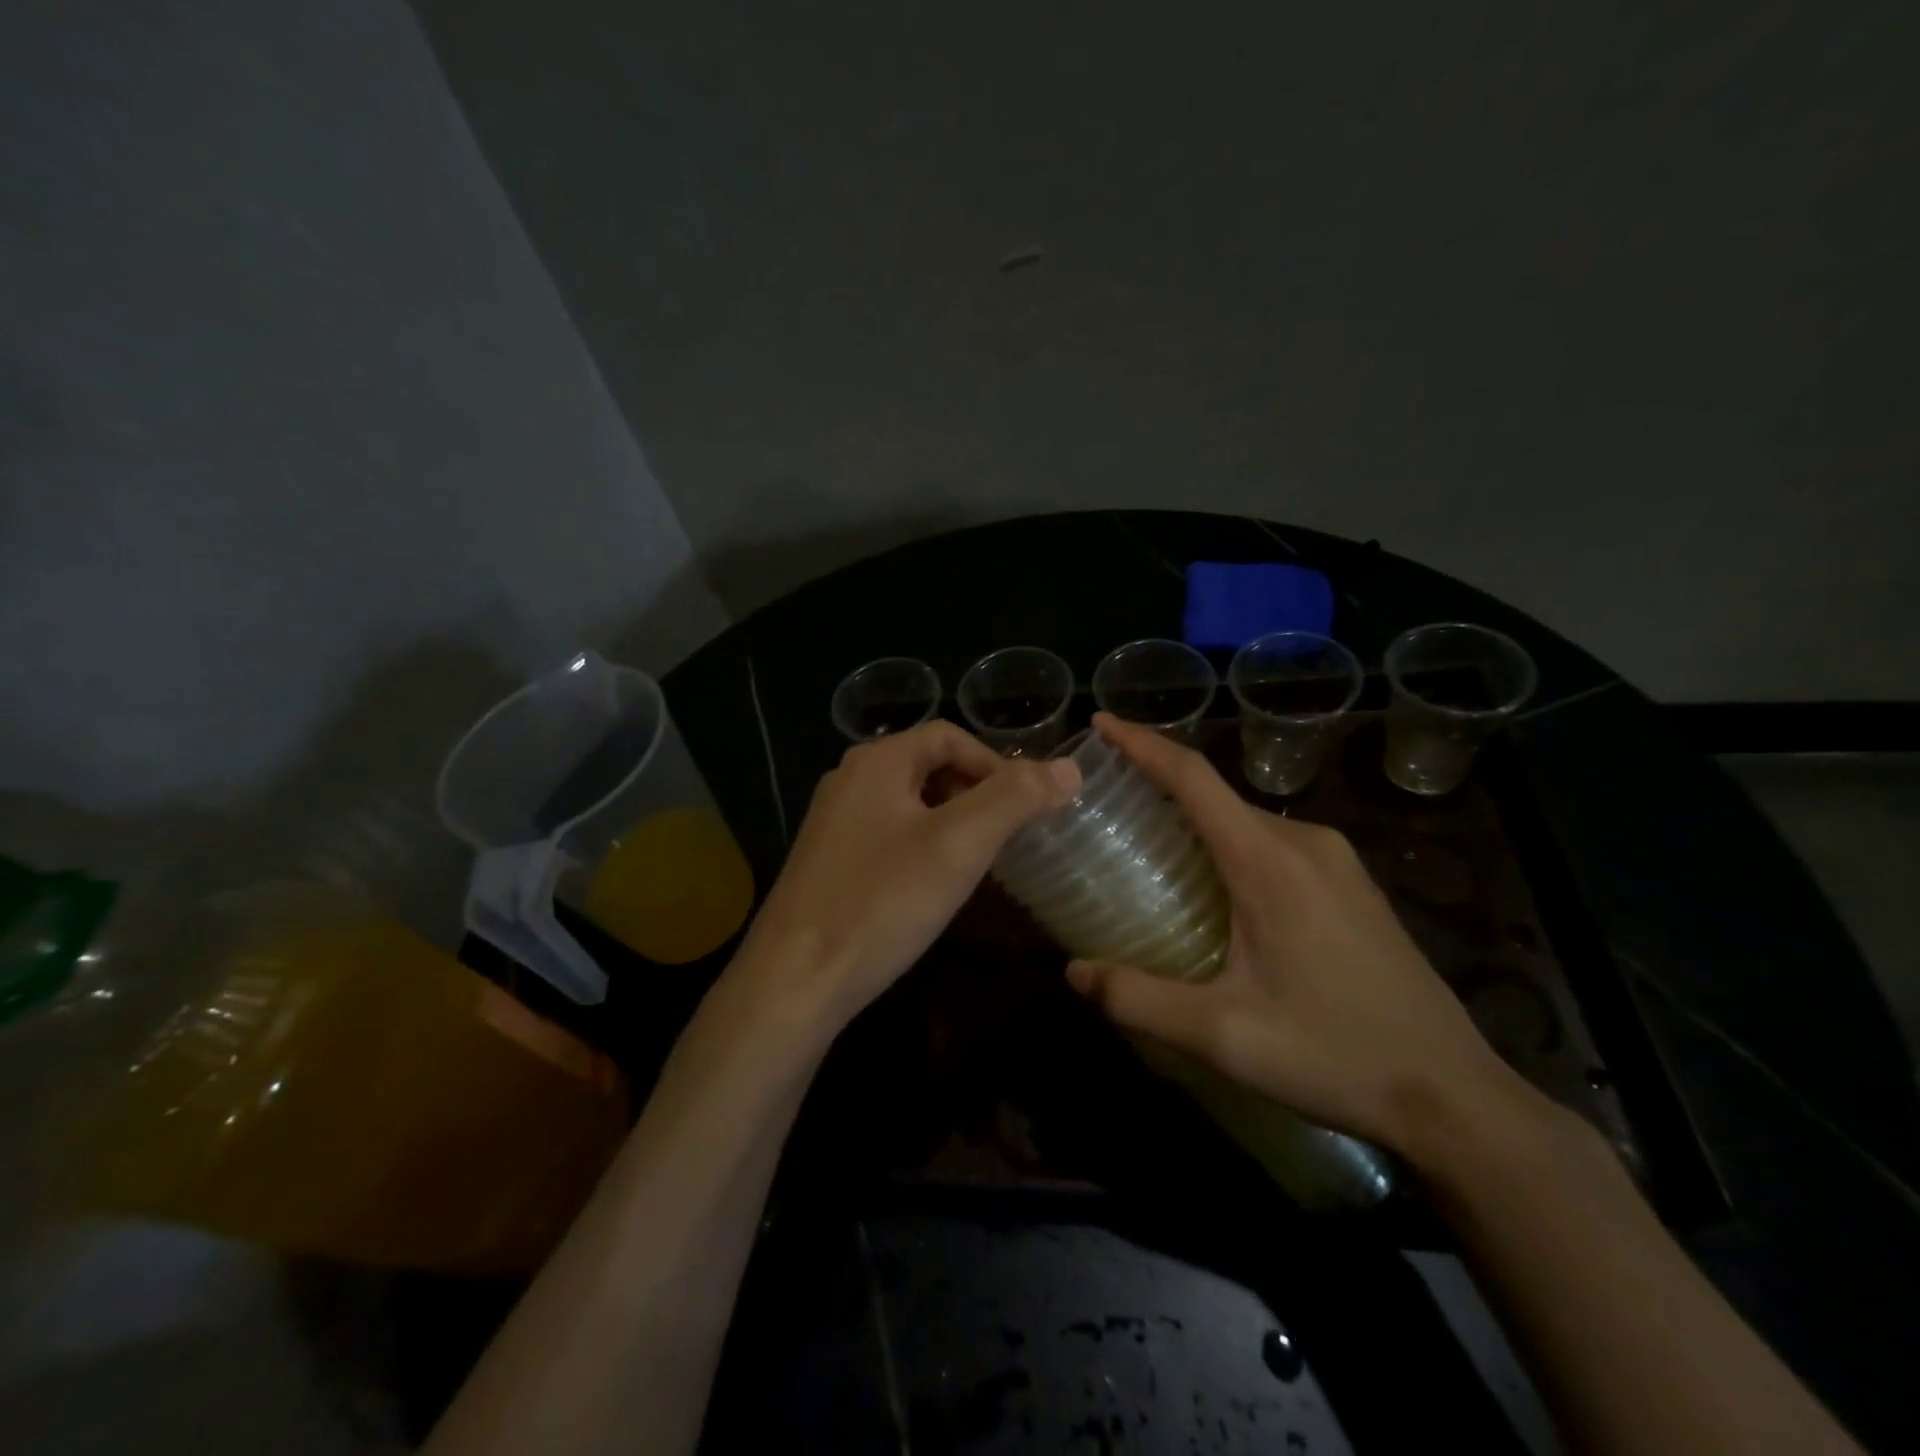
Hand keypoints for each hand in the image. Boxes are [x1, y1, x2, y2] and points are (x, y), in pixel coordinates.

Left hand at [732, 720, 1079, 1036]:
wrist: (794, 981)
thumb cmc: (881, 903)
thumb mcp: (958, 845)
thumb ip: (1014, 799)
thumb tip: (1069, 767)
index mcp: (877, 761)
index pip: (950, 736)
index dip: (996, 764)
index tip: (1028, 806)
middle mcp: (850, 780)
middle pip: (929, 766)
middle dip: (976, 794)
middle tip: (1009, 836)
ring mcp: (834, 822)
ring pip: (910, 804)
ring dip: (952, 822)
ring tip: (981, 861)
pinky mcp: (829, 862)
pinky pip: (890, 836)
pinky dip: (924, 847)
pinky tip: (934, 887)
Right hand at [1065, 714, 1528, 1161]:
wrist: (1453, 1095)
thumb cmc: (1333, 1054)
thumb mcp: (1223, 1036)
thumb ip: (1139, 999)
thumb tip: (1074, 972)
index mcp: (1268, 859)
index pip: (1193, 777)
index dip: (1141, 743)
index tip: (1101, 723)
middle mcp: (1304, 841)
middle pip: (1216, 795)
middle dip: (1158, 787)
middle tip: (1106, 806)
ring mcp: (1336, 861)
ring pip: (1246, 820)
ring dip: (1195, 821)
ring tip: (1147, 849)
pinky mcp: (1352, 885)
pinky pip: (1274, 844)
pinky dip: (1229, 846)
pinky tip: (1213, 889)